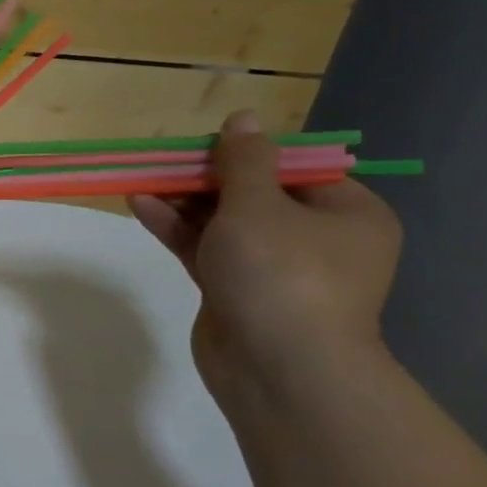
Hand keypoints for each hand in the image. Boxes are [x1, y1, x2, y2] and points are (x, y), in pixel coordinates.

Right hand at [130, 110, 401, 398]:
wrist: (279, 369)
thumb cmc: (282, 274)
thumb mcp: (259, 205)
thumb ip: (244, 160)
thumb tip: (243, 117)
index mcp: (346, 214)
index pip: (294, 169)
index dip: (245, 152)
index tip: (201, 144)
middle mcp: (316, 239)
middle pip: (253, 194)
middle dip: (204, 178)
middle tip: (162, 162)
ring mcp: (274, 269)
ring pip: (223, 223)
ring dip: (183, 202)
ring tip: (140, 180)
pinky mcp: (236, 291)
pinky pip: (206, 249)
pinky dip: (177, 229)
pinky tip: (141, 206)